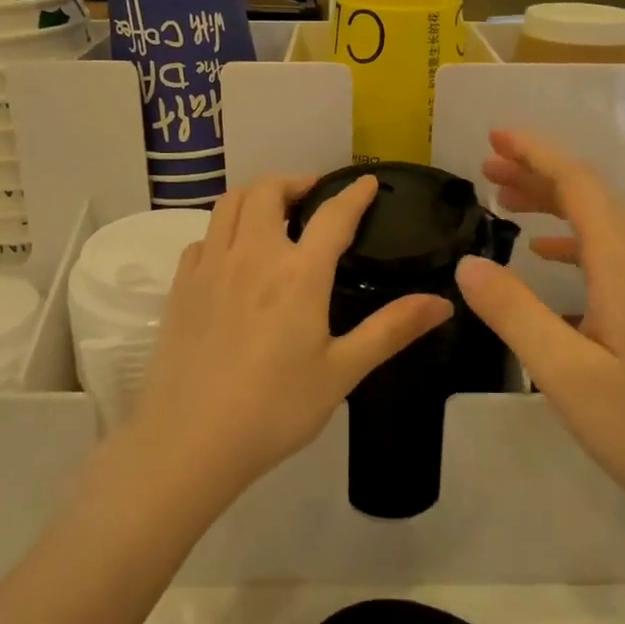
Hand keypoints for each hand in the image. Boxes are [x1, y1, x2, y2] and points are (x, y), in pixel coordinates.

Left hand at [133, 174, 453, 495]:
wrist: (191, 441)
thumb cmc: (275, 408)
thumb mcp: (342, 371)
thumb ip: (391, 330)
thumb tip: (443, 303)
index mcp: (298, 273)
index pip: (333, 216)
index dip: (354, 194)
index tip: (367, 181)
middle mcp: (252, 255)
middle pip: (268, 191)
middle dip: (295, 181)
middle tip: (313, 193)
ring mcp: (210, 267)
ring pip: (229, 204)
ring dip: (256, 195)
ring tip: (274, 211)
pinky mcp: (181, 286)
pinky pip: (203, 238)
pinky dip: (224, 230)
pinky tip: (233, 254)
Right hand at [454, 130, 624, 543]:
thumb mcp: (566, 374)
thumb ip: (514, 313)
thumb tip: (467, 263)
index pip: (578, 184)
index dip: (535, 154)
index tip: (495, 135)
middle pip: (590, 195)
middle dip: (538, 172)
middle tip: (486, 166)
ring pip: (601, 222)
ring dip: (554, 204)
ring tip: (506, 202)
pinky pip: (612, 252)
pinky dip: (574, 240)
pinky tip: (547, 257)